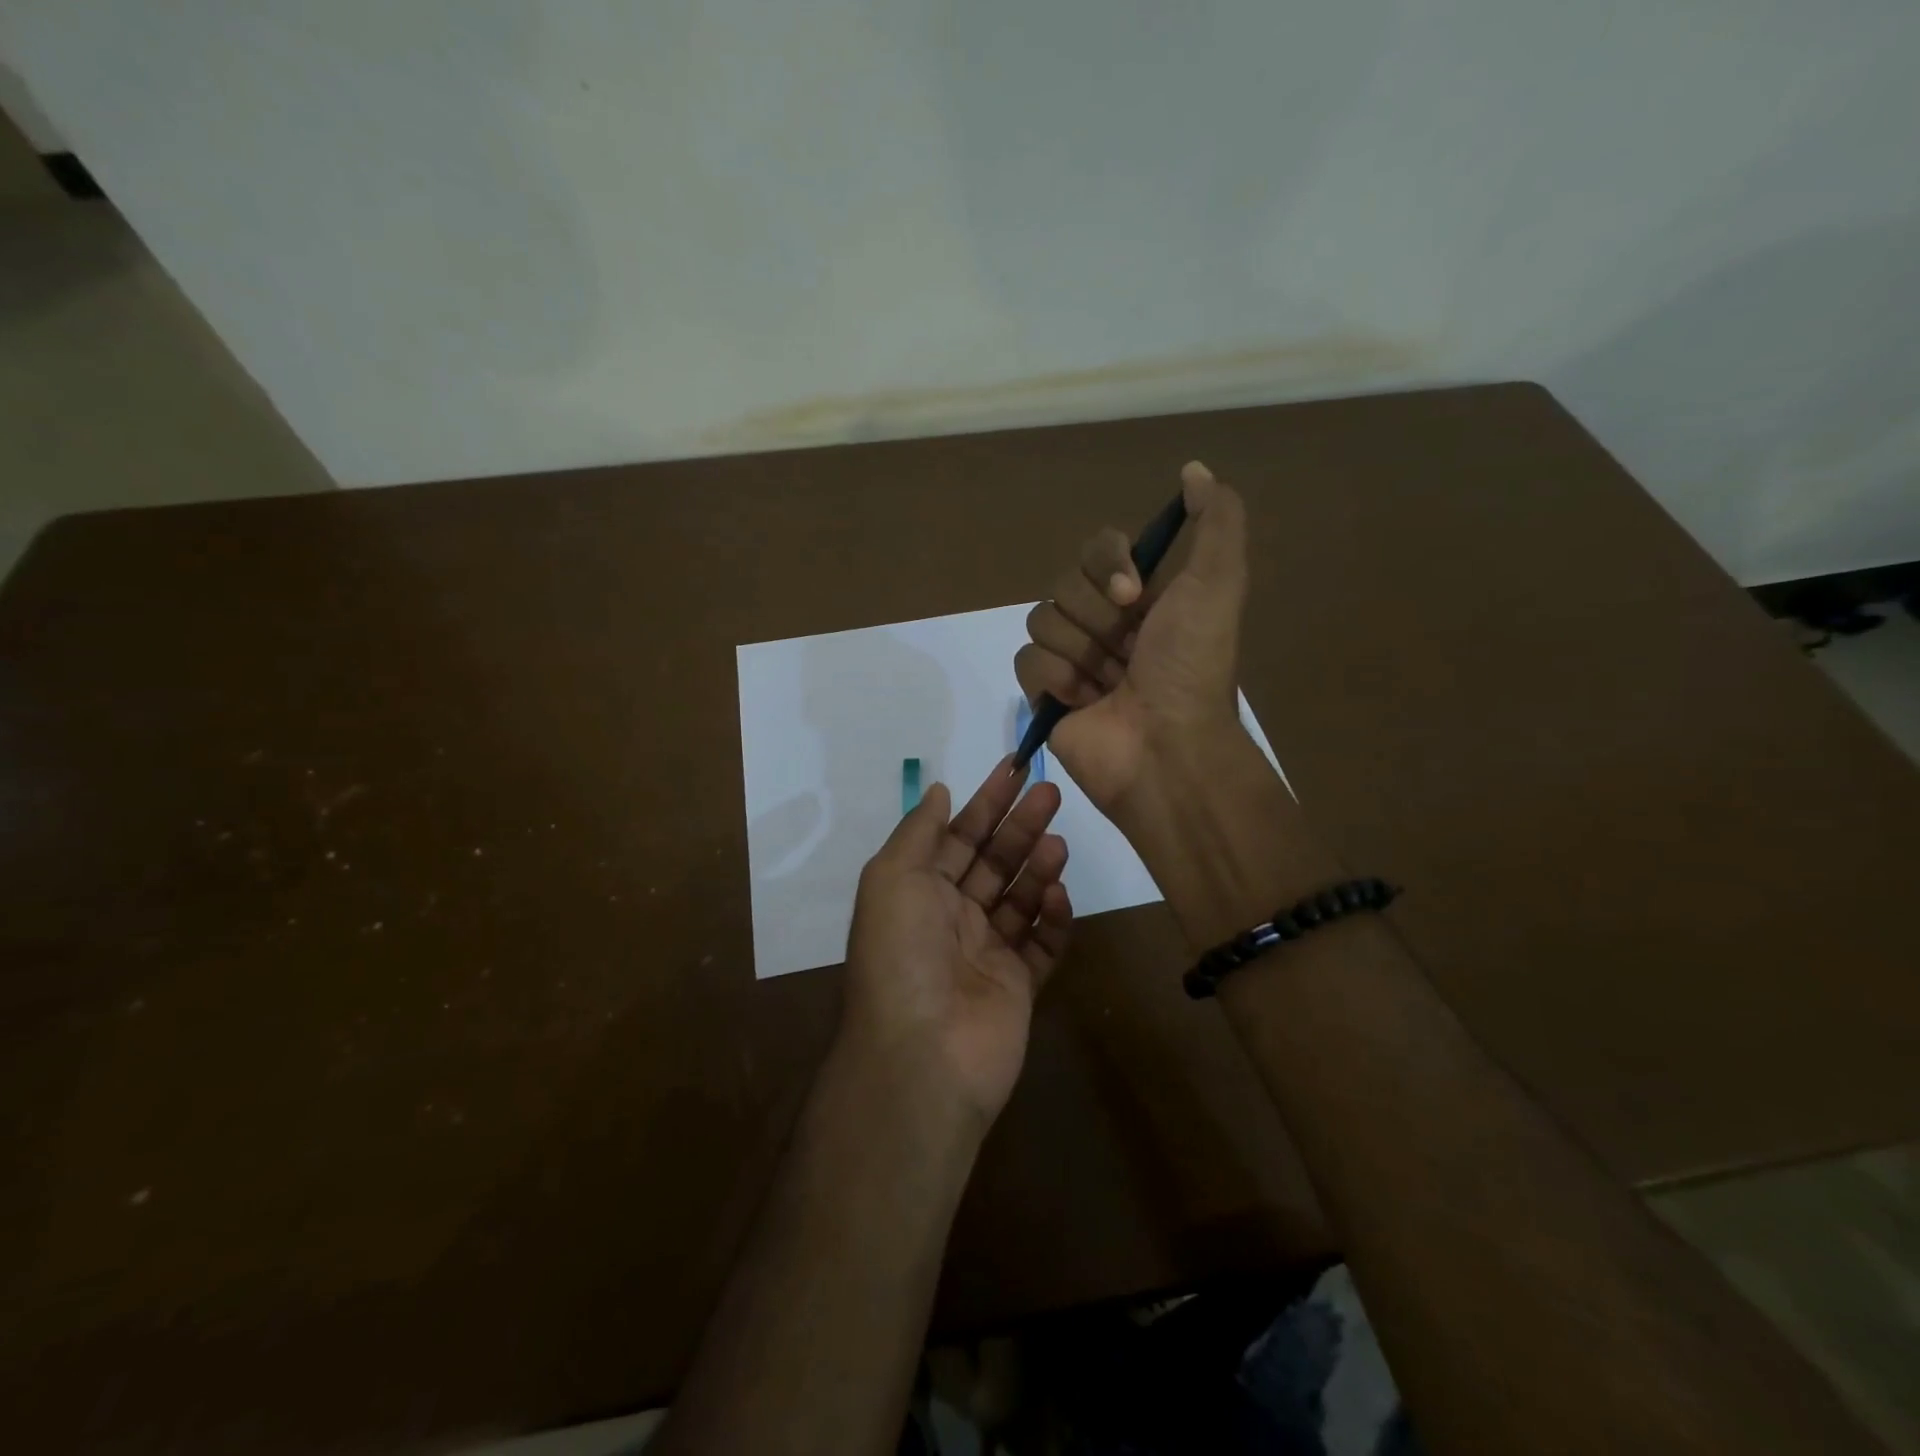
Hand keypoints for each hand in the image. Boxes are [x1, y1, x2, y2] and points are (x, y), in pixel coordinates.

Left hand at [841, 759, 1073, 1123]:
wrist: (922, 1054)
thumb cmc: (901, 953)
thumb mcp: (893, 877)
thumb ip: (920, 832)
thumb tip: (939, 791)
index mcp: (918, 892)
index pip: (958, 836)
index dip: (986, 802)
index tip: (1015, 769)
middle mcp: (951, 918)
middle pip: (994, 861)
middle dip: (1020, 826)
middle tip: (1051, 793)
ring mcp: (986, 953)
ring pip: (1020, 898)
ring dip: (1038, 868)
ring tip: (1057, 843)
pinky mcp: (1018, 987)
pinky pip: (1042, 944)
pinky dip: (1052, 919)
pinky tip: (1056, 896)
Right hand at [1015, 461, 1249, 812]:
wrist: (1166, 747)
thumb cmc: (1192, 667)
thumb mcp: (1218, 584)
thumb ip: (1215, 520)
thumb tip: (1193, 469)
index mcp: (1142, 596)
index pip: (1097, 548)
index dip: (1107, 564)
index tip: (1134, 595)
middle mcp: (1105, 622)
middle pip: (1064, 583)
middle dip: (1099, 619)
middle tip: (1129, 651)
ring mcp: (1072, 658)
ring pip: (1041, 620)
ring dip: (1081, 653)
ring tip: (1110, 685)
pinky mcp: (1044, 694)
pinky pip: (1026, 661)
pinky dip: (1057, 680)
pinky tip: (1084, 702)